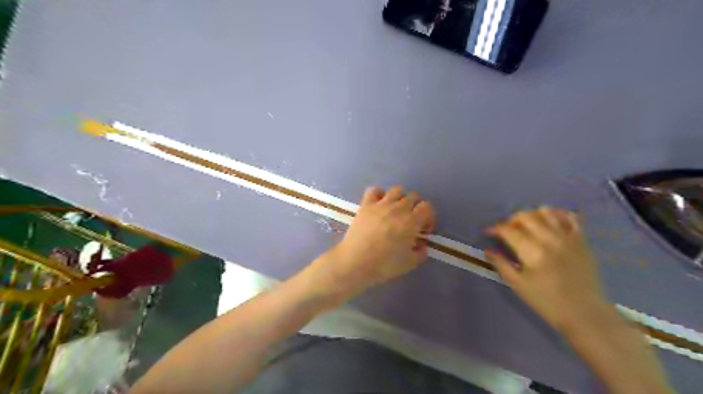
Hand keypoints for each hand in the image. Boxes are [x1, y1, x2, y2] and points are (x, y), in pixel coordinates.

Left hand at [312, 186, 433, 296]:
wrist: (355, 262)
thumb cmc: (384, 265)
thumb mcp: (410, 263)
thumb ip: (420, 252)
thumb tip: (421, 244)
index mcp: (412, 221)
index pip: (427, 207)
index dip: (428, 217)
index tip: (423, 230)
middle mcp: (398, 208)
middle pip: (413, 197)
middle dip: (416, 208)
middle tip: (410, 222)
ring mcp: (381, 204)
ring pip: (397, 190)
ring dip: (400, 199)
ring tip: (395, 212)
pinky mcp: (366, 204)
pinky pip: (375, 190)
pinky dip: (379, 195)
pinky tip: (378, 205)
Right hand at [487, 208, 606, 330]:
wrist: (585, 313)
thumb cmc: (547, 301)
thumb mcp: (518, 285)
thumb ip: (501, 265)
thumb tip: (488, 250)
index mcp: (532, 251)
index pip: (508, 230)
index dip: (495, 229)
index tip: (488, 232)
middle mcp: (550, 239)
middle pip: (525, 216)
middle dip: (511, 220)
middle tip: (506, 230)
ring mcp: (568, 237)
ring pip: (546, 212)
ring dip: (531, 214)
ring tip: (526, 225)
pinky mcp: (581, 240)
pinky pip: (570, 217)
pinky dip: (558, 214)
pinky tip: (550, 221)